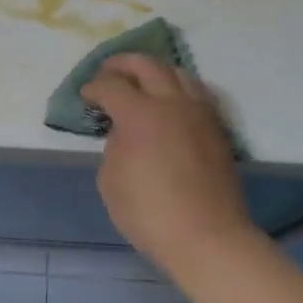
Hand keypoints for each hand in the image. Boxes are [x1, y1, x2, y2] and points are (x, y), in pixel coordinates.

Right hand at [81, 54, 250, 270]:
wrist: (208, 237)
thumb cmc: (150, 213)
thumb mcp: (110, 180)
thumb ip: (114, 146)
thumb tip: (125, 133)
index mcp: (140, 113)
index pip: (111, 85)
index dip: (93, 87)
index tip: (86, 96)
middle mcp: (172, 102)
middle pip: (146, 65)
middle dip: (122, 64)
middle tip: (108, 71)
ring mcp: (199, 113)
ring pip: (178, 72)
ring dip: (155, 71)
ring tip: (143, 82)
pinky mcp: (217, 128)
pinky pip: (197, 93)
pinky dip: (179, 88)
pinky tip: (171, 101)